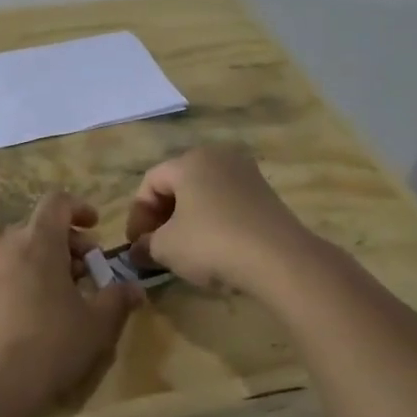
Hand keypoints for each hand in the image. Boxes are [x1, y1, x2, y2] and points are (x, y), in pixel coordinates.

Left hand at [0, 191, 143, 406]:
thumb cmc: (51, 343)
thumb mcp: (96, 324)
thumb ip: (117, 299)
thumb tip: (134, 289)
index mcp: (38, 239)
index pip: (57, 202)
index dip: (79, 210)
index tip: (95, 228)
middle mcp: (6, 243)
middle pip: (40, 227)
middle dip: (68, 244)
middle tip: (89, 273)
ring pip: (21, 249)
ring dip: (46, 261)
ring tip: (65, 295)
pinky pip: (5, 271)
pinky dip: (25, 278)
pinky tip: (37, 312)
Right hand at [125, 146, 315, 295]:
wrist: (280, 259)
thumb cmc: (213, 243)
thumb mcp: (166, 248)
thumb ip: (145, 245)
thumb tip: (137, 250)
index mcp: (190, 161)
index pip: (150, 182)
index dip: (137, 214)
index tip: (135, 245)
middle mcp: (219, 157)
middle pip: (177, 185)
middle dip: (160, 217)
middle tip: (154, 247)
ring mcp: (246, 174)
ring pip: (203, 195)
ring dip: (186, 221)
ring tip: (182, 251)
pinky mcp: (266, 194)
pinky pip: (226, 203)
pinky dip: (212, 222)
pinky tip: (212, 249)